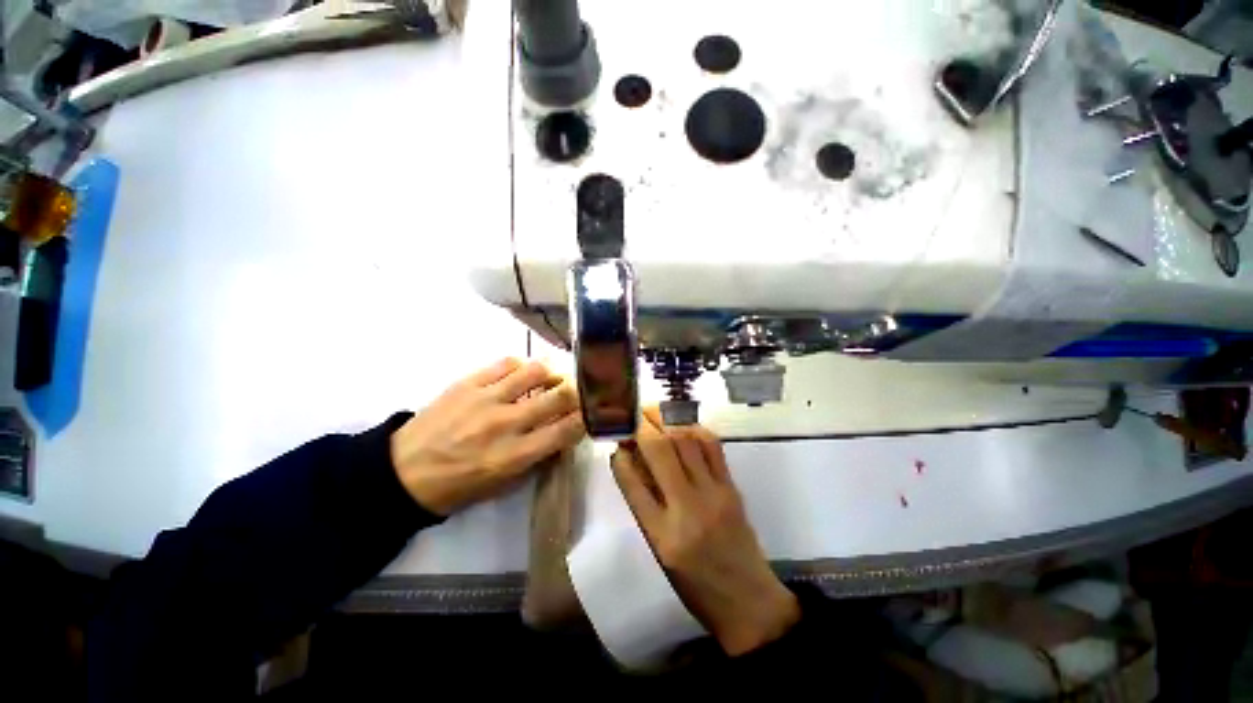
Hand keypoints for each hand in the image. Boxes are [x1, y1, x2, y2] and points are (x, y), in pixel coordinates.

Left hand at [390, 358, 584, 514]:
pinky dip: (521, 366)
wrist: (403, 473)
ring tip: (551, 378)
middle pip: (558, 396)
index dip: (586, 418)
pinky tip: (521, 374)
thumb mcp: (503, 485)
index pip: (566, 429)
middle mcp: (505, 423)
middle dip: (576, 392)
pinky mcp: (468, 383)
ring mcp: (486, 399)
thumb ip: (538, 458)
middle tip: (577, 392)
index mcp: (514, 455)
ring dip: (551, 374)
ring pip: (535, 371)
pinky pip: (505, 363)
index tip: (590, 414)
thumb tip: (562, 434)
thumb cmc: (458, 486)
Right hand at [611, 408, 799, 655]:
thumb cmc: (695, 585)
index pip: (633, 483)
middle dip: (642, 425)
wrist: (749, 602)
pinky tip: (682, 424)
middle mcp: (687, 509)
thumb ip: (643, 505)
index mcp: (662, 536)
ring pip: (686, 441)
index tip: (616, 438)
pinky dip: (694, 428)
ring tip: (653, 411)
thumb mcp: (659, 551)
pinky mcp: (732, 487)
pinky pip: (712, 446)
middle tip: (632, 413)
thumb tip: (629, 461)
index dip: (620, 455)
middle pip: (660, 451)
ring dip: (666, 419)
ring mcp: (714, 494)